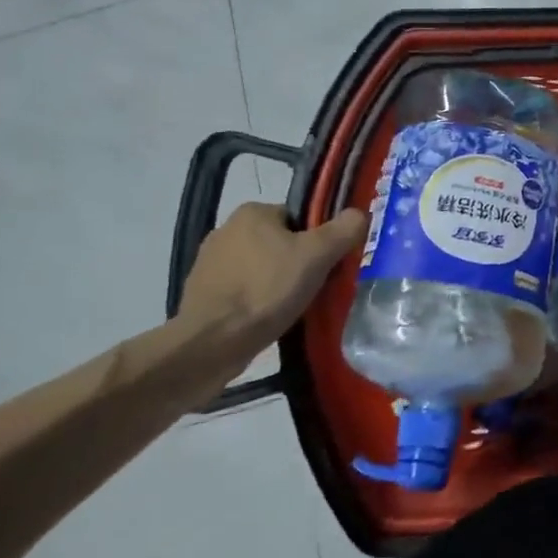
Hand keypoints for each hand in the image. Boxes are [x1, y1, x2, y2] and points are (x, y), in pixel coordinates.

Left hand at [178, 202, 367, 339]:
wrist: (211, 345)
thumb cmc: (266, 290)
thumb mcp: (318, 256)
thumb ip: (344, 229)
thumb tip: (359, 214)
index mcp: (252, 212)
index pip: (298, 218)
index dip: (316, 240)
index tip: (324, 265)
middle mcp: (225, 230)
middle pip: (278, 242)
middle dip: (295, 263)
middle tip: (311, 288)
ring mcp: (207, 263)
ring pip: (258, 268)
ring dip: (273, 284)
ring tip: (289, 308)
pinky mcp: (198, 295)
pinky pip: (239, 292)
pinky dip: (253, 302)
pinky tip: (264, 321)